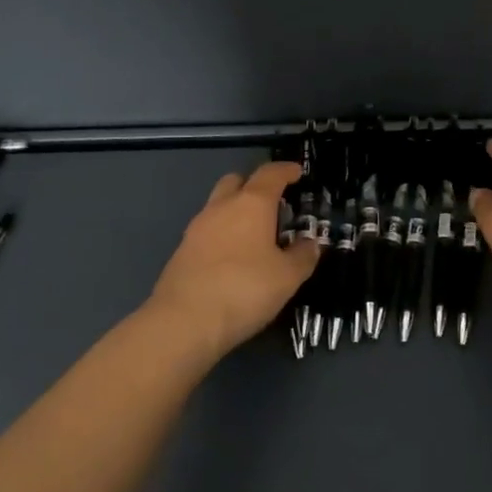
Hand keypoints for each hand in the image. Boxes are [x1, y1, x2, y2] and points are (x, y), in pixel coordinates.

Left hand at [148, 162, 319, 357]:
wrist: (183, 322)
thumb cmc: (244, 289)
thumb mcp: (287, 277)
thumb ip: (303, 256)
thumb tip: (310, 244)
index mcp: (251, 203)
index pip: (271, 174)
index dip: (286, 170)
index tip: (297, 172)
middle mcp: (222, 207)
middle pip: (237, 181)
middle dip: (254, 186)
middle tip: (272, 204)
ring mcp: (197, 228)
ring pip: (218, 206)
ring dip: (236, 212)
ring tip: (254, 236)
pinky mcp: (181, 251)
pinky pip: (207, 231)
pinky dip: (222, 235)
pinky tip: (232, 259)